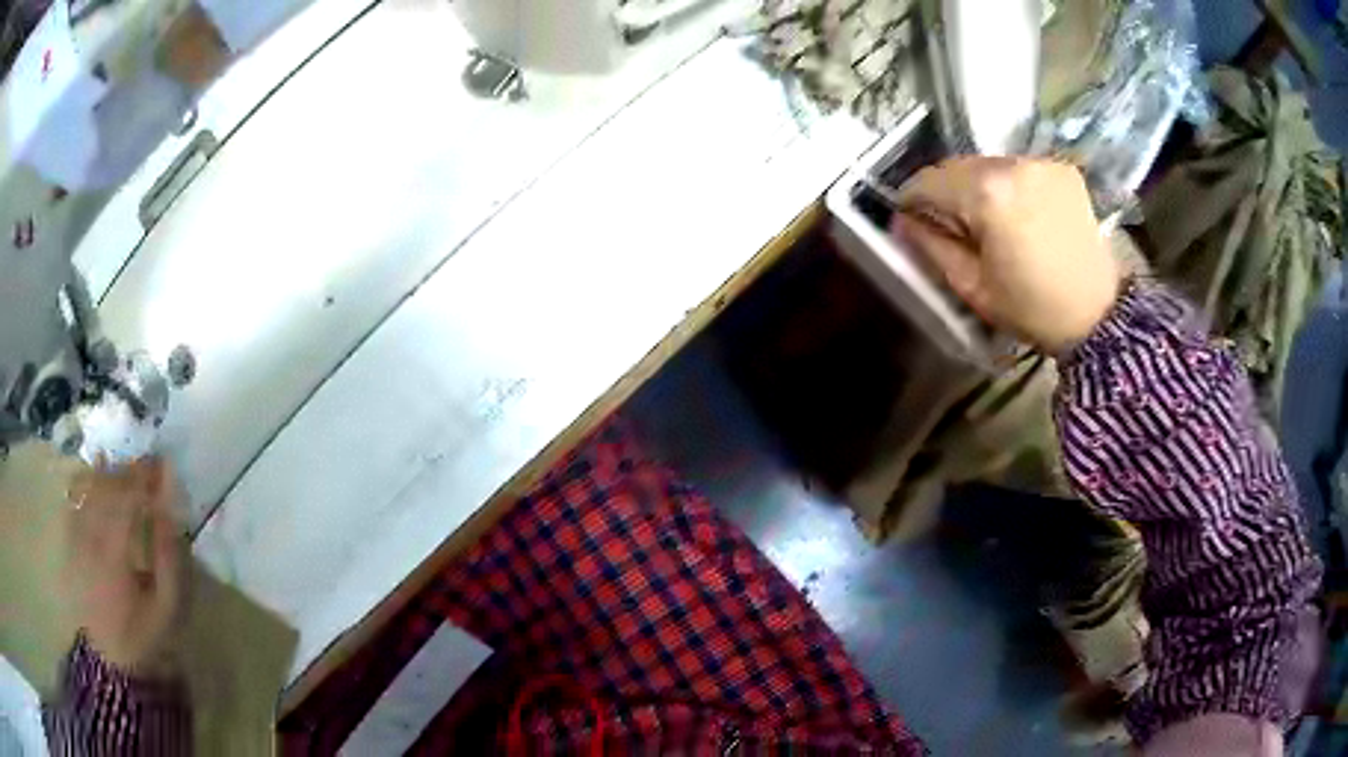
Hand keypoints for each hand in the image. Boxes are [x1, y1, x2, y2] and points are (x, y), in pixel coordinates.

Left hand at [65, 458, 185, 675]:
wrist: (110, 659)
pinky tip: (99, 475)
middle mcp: (90, 538)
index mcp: (114, 556)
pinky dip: (88, 481)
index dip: (145, 479)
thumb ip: (168, 560)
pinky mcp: (70, 540)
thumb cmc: (142, 635)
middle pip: (106, 488)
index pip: (127, 501)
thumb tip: (168, 511)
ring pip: (89, 488)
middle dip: (127, 471)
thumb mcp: (165, 610)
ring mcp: (76, 536)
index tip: (163, 466)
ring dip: (109, 472)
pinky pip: (77, 498)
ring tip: (126, 468)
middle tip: (148, 464)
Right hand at [890, 157, 1120, 352]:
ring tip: (990, 223)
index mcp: (986, 193)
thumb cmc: (1032, 309)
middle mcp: (1011, 163)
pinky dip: (1010, 187)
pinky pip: (1019, 169)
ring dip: (979, 188)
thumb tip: (903, 221)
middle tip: (952, 227)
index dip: (912, 200)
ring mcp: (1040, 162)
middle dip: (948, 193)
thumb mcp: (972, 286)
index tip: (911, 220)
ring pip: (988, 165)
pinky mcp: (1062, 169)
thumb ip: (931, 247)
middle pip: (958, 167)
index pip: (928, 180)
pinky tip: (1020, 215)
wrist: (1099, 316)